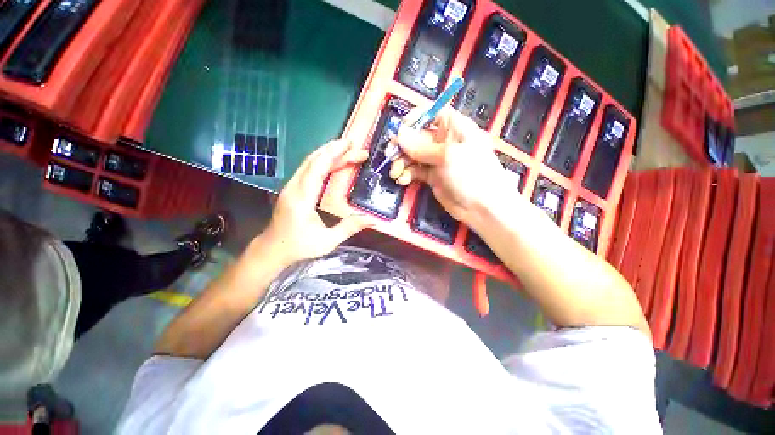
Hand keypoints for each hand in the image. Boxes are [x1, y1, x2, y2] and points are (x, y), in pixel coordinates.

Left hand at [255, 139, 371, 265]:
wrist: (272, 249)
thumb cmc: (299, 246)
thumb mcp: (327, 241)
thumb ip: (349, 228)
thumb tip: (372, 220)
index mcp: (302, 198)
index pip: (318, 167)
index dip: (334, 153)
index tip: (350, 145)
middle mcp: (294, 187)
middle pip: (314, 160)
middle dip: (335, 150)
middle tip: (356, 147)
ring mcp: (291, 186)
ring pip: (309, 162)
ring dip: (328, 153)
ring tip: (347, 150)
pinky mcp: (292, 188)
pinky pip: (307, 169)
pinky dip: (322, 161)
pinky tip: (332, 161)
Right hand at [388, 107, 511, 223]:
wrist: (482, 207)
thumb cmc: (471, 174)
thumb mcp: (447, 156)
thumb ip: (421, 147)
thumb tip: (399, 134)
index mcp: (453, 127)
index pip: (430, 113)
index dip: (413, 120)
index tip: (400, 132)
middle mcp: (443, 141)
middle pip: (416, 136)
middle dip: (402, 146)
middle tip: (390, 156)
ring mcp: (436, 160)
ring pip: (412, 155)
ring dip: (401, 162)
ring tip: (395, 173)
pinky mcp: (432, 176)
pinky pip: (414, 170)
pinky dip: (406, 174)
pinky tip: (403, 180)